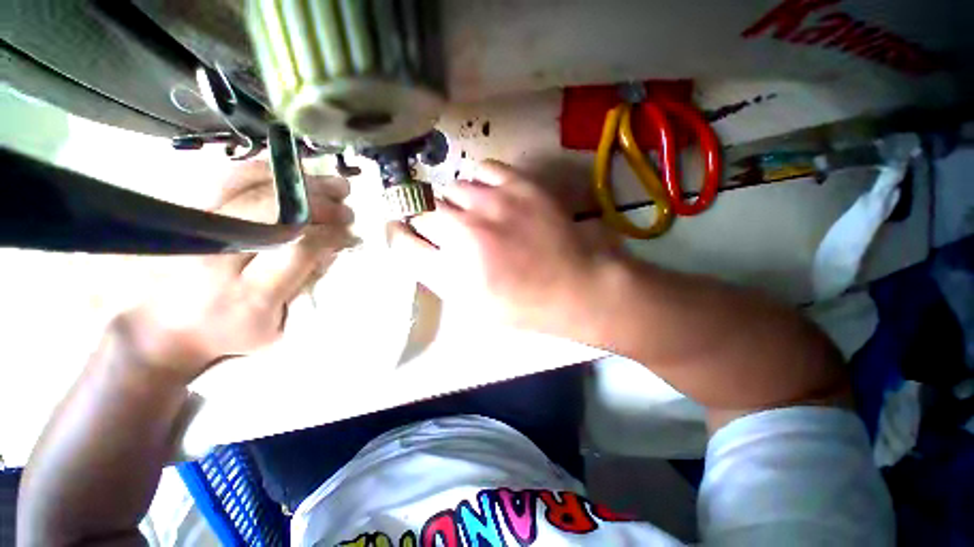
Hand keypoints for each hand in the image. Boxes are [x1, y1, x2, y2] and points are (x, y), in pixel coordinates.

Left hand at [117, 161, 353, 381]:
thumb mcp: (276, 329)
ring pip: (255, 188)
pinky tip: (293, 179)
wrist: (161, 329)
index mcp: (249, 294)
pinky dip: (267, 173)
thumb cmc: (228, 333)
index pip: (300, 249)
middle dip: (322, 207)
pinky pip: (228, 177)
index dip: (332, 235)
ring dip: (301, 185)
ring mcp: (195, 229)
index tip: (350, 234)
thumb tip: (333, 249)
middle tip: (347, 209)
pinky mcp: (183, 212)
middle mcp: (220, 257)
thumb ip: (305, 288)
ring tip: (332, 186)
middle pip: (278, 214)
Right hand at [391, 160, 618, 336]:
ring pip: (452, 188)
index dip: (396, 232)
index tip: (401, 229)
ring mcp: (493, 203)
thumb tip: (416, 242)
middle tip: (448, 229)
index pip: (400, 240)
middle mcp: (465, 232)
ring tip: (475, 214)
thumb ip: (437, 274)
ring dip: (456, 203)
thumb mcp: (472, 304)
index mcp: (452, 271)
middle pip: (422, 210)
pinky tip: (490, 196)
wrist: (574, 286)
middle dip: (429, 220)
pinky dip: (480, 182)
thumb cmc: (522, 304)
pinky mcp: (520, 184)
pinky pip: (482, 168)